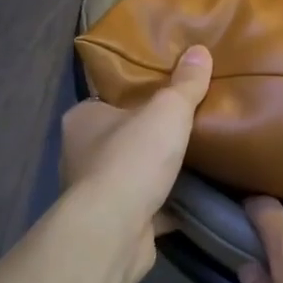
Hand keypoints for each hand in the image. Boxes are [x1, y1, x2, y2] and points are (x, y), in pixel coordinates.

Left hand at [59, 47, 211, 280]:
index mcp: (83, 119)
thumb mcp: (167, 110)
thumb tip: (200, 49)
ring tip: (199, 156)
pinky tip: (197, 196)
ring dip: (159, 170)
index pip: (110, 98)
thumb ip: (186, 83)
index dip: (137, 93)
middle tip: (190, 121)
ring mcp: (97, 192)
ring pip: (134, 172)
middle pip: (123, 135)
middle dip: (152, 133)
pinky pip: (148, 205)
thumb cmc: (132, 159)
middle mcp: (82, 153)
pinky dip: (168, 202)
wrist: (114, 232)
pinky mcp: (116, 223)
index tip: (167, 90)